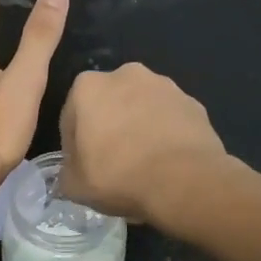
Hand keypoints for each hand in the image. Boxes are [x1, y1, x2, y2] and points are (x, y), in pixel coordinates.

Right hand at [57, 63, 227, 223]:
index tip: (84, 167)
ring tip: (144, 165)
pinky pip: (170, 119)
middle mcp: (125, 74)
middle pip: (109, 104)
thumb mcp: (74, 185)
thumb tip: (73, 171)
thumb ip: (67, 172)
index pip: (72, 116)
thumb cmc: (119, 176)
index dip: (75, 145)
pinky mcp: (193, 102)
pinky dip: (166, 134)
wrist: (185, 182)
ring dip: (139, 128)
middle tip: (113, 164)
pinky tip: (168, 163)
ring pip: (142, 108)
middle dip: (109, 127)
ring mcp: (164, 86)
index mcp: (88, 86)